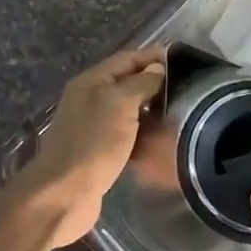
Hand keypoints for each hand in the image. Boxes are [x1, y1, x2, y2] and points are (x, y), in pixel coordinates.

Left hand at [20, 47, 165, 247]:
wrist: (65, 193)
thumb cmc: (93, 143)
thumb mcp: (120, 104)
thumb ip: (140, 83)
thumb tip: (157, 68)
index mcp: (91, 82)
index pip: (126, 59)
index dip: (152, 56)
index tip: (180, 58)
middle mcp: (88, 99)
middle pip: (125, 83)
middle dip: (152, 82)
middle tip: (185, 86)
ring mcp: (91, 126)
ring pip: (125, 110)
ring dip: (149, 109)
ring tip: (179, 110)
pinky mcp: (97, 151)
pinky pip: (124, 134)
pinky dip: (141, 133)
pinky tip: (161, 139)